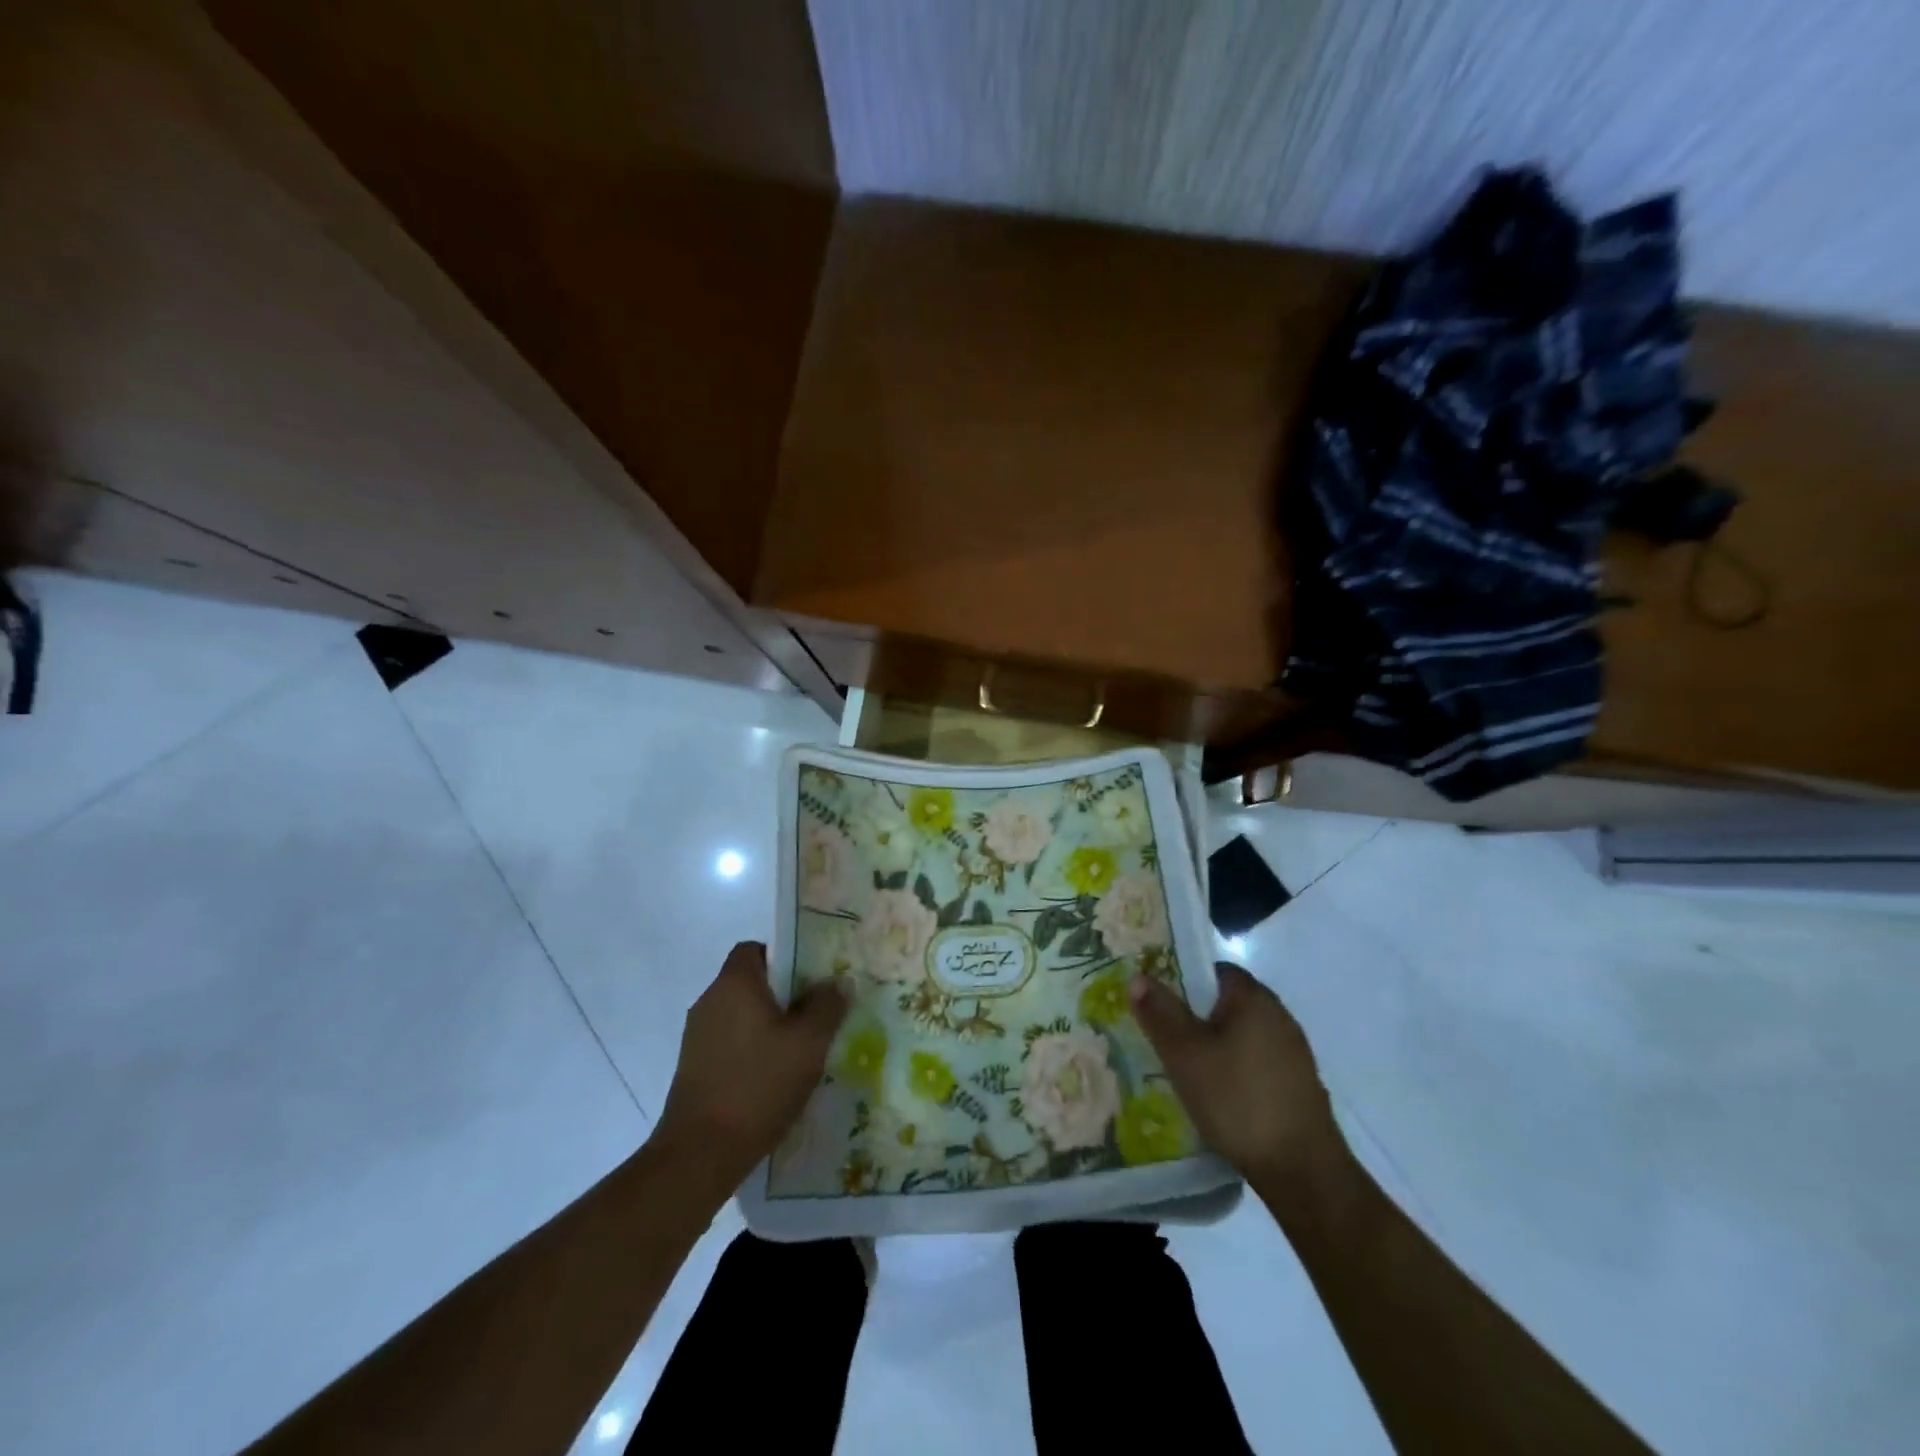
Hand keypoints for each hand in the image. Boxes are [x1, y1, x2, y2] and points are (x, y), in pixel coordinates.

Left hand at [651, 942, 848, 1196]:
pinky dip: (752, 1049)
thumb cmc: (758, 1085)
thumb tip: (838, 982)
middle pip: (750, 981)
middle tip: (817, 1013)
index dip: (784, 956)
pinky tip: (774, 1077)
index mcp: (734, 984)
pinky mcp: (693, 1068)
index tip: (811, 979)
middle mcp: (710, 1001)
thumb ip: (827, 1006)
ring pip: (741, 1015)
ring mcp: (697, 1036)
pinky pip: (730, 1042)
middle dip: (783, 994)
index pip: (755, 948)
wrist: (700, 1154)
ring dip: (768, 1025)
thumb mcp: (808, 1044)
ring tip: (801, 1049)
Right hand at [1131, 963, 1343, 1193]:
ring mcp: (1293, 1051)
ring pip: (1242, 1034)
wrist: (1301, 1169)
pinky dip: (1235, 1068)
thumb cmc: (1236, 1099)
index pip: (1214, 970)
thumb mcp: (1184, 1054)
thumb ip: (1160, 1013)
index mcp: (1253, 998)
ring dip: (1216, 1045)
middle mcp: (1279, 1015)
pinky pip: (1257, 1061)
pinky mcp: (1299, 1083)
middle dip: (1196, 1015)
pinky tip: (1218, 1093)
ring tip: (1185, 1067)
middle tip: (1164, 1035)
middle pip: (1227, 1002)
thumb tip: (1138, 977)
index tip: (1158, 1001)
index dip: (1183, 979)